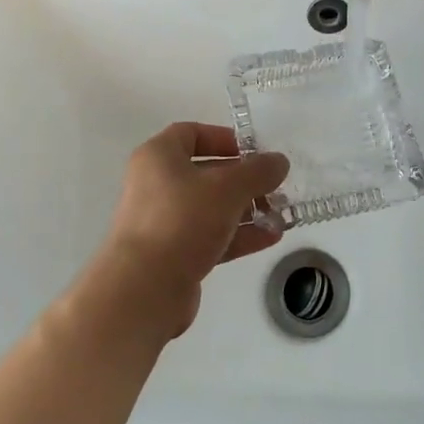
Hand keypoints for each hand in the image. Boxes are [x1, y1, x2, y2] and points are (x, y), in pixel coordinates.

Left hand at [94, 122, 289, 338]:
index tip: (253, 151)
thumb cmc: (182, 221)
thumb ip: (257, 171)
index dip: (223, 138)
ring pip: (210, 208)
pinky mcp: (172, 255)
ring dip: (246, 210)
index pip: (191, 133)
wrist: (144, 289)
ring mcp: (163, 222)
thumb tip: (279, 162)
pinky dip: (238, 235)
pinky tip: (270, 238)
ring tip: (280, 215)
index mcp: (158, 157)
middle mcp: (156, 185)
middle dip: (243, 179)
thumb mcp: (228, 188)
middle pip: (205, 173)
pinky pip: (210, 236)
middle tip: (275, 186)